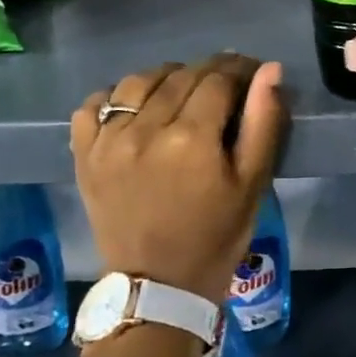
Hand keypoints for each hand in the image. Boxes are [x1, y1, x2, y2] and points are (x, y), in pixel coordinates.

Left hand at [72, 54, 285, 303]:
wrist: (157, 287)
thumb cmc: (216, 236)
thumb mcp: (252, 183)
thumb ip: (262, 122)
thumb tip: (270, 69)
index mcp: (191, 139)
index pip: (219, 78)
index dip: (241, 70)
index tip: (252, 74)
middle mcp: (145, 130)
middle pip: (181, 75)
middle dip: (210, 72)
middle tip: (225, 85)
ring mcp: (108, 141)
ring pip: (139, 81)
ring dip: (166, 78)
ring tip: (182, 94)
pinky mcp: (84, 155)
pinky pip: (94, 104)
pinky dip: (116, 96)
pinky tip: (136, 109)